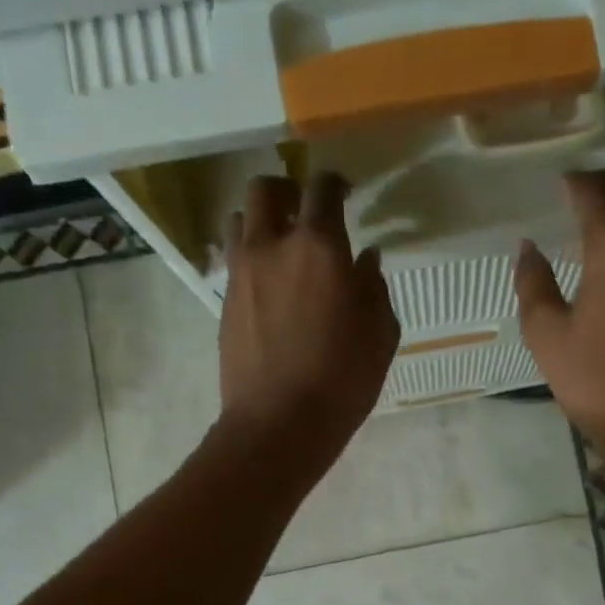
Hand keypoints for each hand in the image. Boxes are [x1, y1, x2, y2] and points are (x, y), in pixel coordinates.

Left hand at [219, 172, 398, 468]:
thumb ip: (374, 287)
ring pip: (241, 219)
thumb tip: (365, 259)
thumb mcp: (380, 334)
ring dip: (262, 220)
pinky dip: (252, 256)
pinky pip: (234, 259)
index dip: (335, 182)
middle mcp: (273, 246)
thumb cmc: (342, 379)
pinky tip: (270, 283)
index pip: (322, 189)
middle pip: (265, 190)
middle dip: (287, 190)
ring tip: (282, 243)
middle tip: (305, 209)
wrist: (279, 422)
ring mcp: (242, 272)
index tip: (346, 191)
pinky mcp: (225, 300)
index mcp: (319, 247)